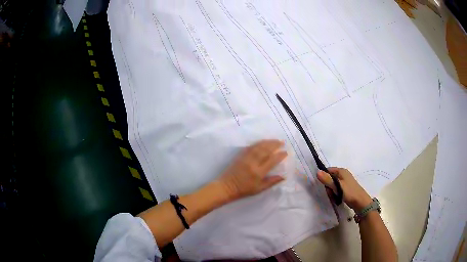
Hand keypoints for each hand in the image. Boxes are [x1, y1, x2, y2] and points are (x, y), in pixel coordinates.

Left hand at [216, 140, 286, 201]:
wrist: (227, 186)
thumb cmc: (244, 190)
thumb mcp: (259, 189)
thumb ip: (272, 182)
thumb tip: (284, 176)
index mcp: (258, 173)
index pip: (272, 161)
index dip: (280, 155)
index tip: (285, 152)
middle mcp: (253, 163)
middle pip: (266, 150)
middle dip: (275, 145)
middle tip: (282, 142)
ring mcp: (246, 158)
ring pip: (258, 147)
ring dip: (268, 142)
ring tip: (275, 140)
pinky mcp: (240, 155)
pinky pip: (251, 147)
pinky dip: (258, 143)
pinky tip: (263, 142)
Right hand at [317, 167, 371, 210]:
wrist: (360, 202)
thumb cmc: (349, 192)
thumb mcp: (337, 186)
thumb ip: (327, 179)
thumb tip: (317, 171)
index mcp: (342, 171)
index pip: (328, 170)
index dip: (324, 177)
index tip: (323, 185)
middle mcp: (343, 174)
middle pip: (330, 178)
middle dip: (328, 187)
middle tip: (331, 193)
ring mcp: (345, 182)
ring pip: (333, 185)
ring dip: (332, 192)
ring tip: (334, 197)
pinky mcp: (346, 188)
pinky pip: (337, 189)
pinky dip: (335, 194)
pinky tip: (337, 198)